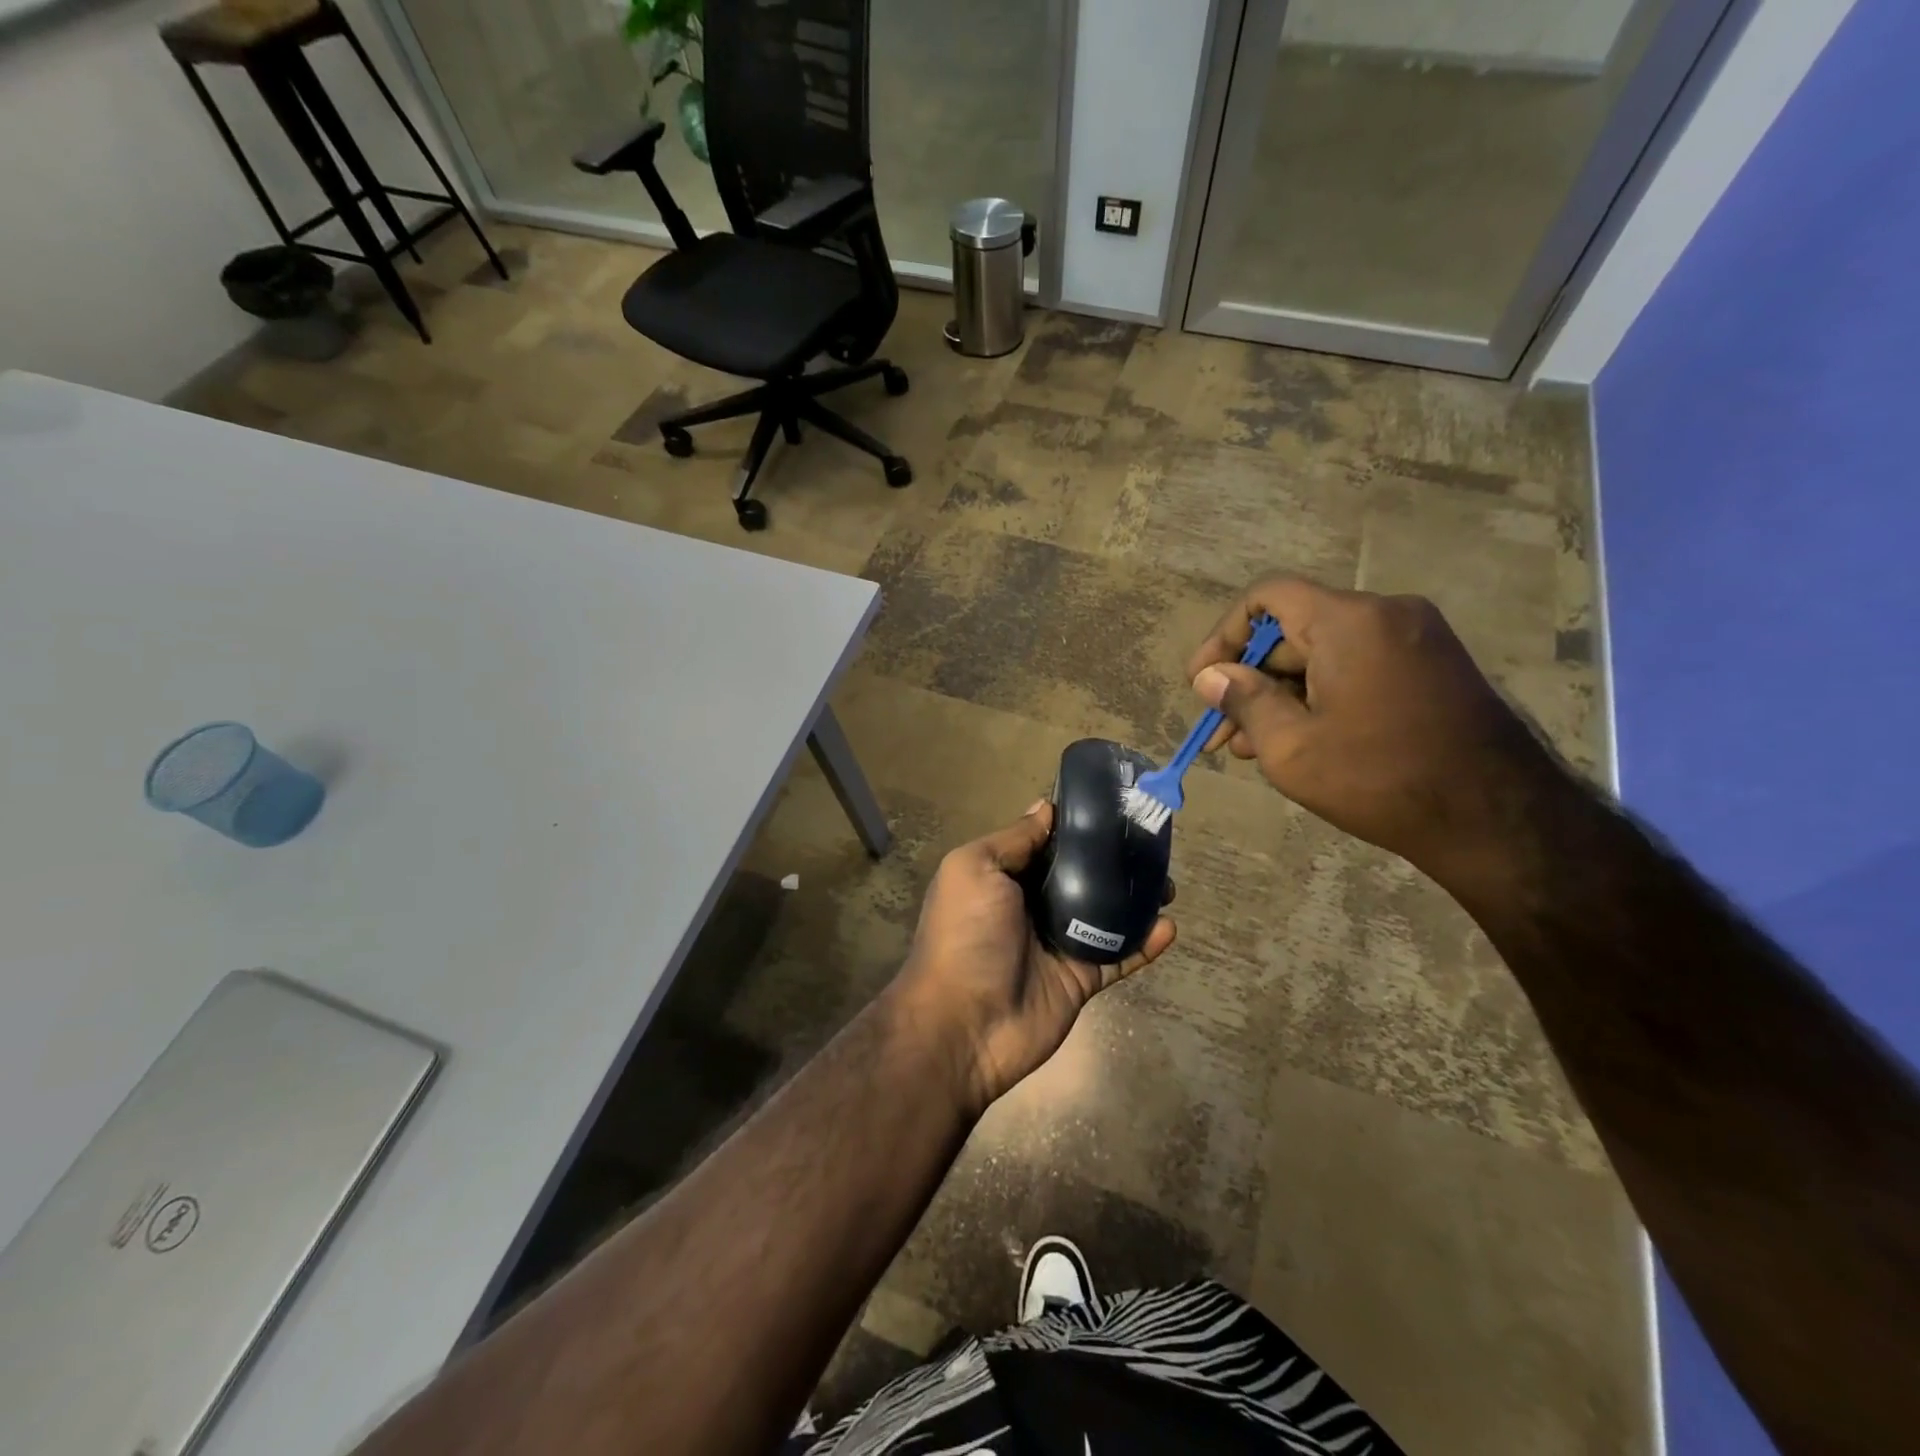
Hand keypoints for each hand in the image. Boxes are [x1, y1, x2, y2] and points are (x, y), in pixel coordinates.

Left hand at [893, 802, 1175, 1114]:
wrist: (964, 1024)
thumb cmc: (965, 934)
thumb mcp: (974, 869)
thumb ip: (1014, 839)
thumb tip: (1046, 807)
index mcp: (1005, 877)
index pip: (1046, 843)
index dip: (1076, 826)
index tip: (1114, 807)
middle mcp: (1032, 906)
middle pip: (1081, 875)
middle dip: (1114, 861)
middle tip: (1151, 846)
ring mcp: (1059, 944)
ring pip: (1106, 914)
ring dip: (1137, 899)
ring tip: (1167, 884)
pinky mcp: (1081, 979)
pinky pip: (1119, 956)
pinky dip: (1145, 943)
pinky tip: (1168, 927)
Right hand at [1186, 577, 1567, 896]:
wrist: (1498, 820)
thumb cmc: (1380, 779)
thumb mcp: (1291, 747)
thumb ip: (1243, 701)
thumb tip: (1210, 676)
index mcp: (1350, 621)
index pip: (1266, 597)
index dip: (1223, 636)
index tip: (1202, 682)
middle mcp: (1387, 614)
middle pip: (1294, 630)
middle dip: (1250, 680)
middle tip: (1223, 732)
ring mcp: (1416, 639)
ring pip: (1325, 654)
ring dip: (1283, 695)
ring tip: (1253, 748)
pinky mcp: (1433, 667)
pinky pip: (1358, 667)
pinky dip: (1322, 696)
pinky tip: (1301, 741)